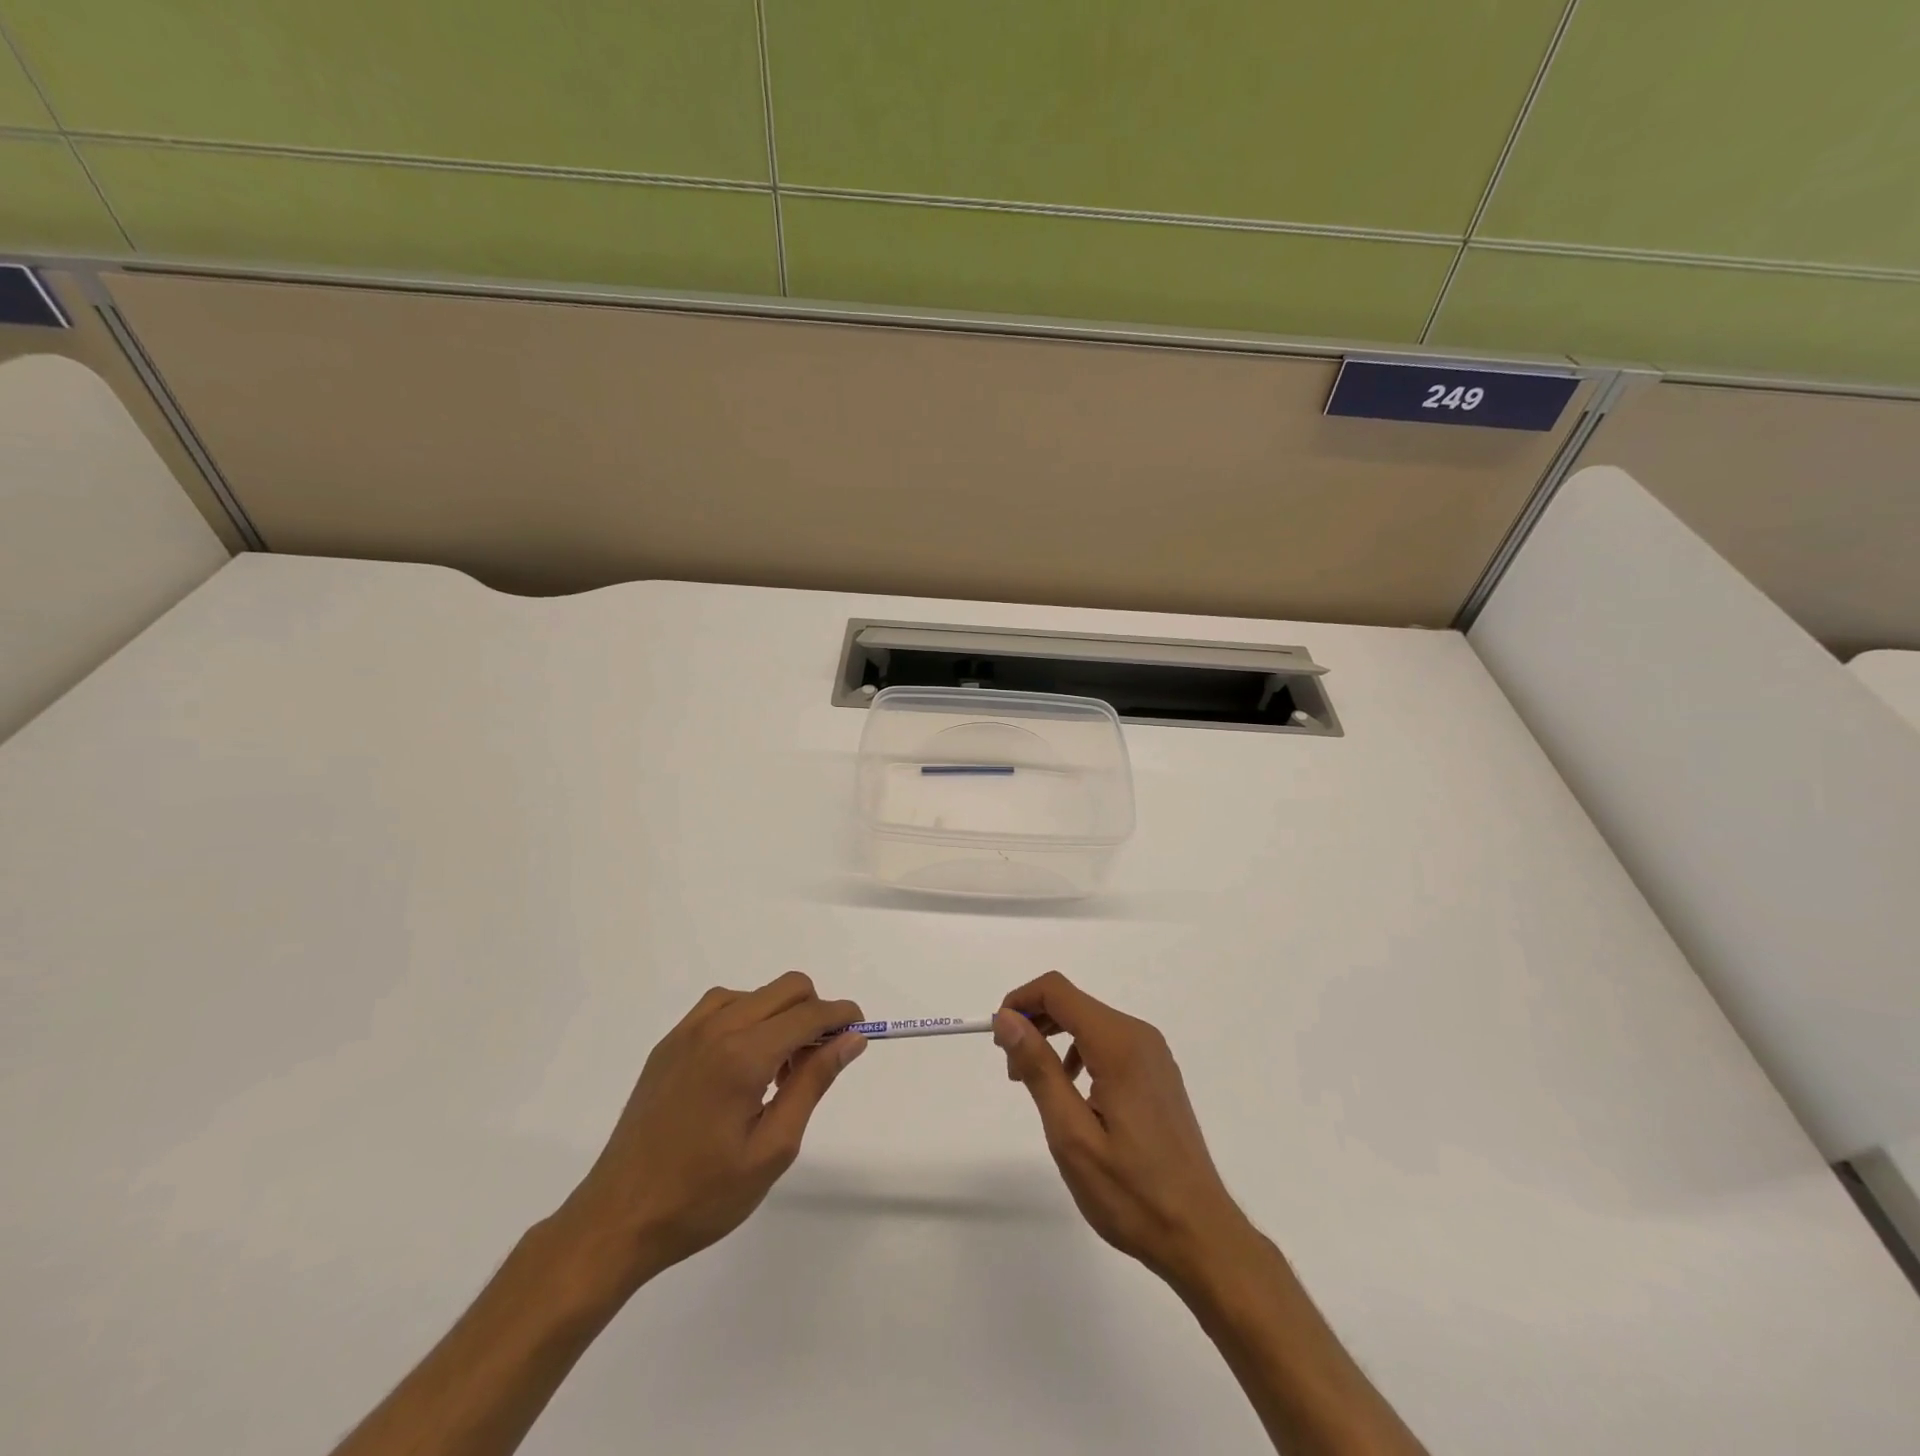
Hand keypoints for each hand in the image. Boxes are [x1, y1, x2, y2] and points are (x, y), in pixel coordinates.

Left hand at [558, 972, 866, 1286]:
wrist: (618, 1220)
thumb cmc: (702, 1196)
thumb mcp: (772, 1149)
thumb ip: (813, 1083)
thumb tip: (851, 1038)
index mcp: (743, 1055)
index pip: (809, 1013)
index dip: (842, 1016)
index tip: (859, 1033)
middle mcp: (716, 1029)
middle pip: (787, 988)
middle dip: (815, 1012)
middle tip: (817, 1061)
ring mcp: (687, 1032)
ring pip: (755, 993)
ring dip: (781, 1015)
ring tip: (778, 1071)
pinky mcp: (669, 1044)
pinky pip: (721, 1007)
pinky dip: (747, 1018)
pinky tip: (743, 1063)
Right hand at [994, 971, 1251, 1284]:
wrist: (1200, 1236)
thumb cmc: (1131, 1192)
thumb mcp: (1072, 1134)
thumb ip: (1039, 1069)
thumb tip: (1007, 1018)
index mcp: (1118, 1044)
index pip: (1057, 991)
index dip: (1020, 1002)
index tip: (998, 1041)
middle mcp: (1139, 1036)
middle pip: (1073, 1003)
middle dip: (1034, 1023)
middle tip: (1013, 1072)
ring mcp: (1153, 1053)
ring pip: (1089, 1022)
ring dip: (1054, 1039)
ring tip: (1037, 1086)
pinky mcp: (1157, 1072)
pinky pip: (1108, 1042)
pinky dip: (1079, 1052)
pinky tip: (1073, 1093)